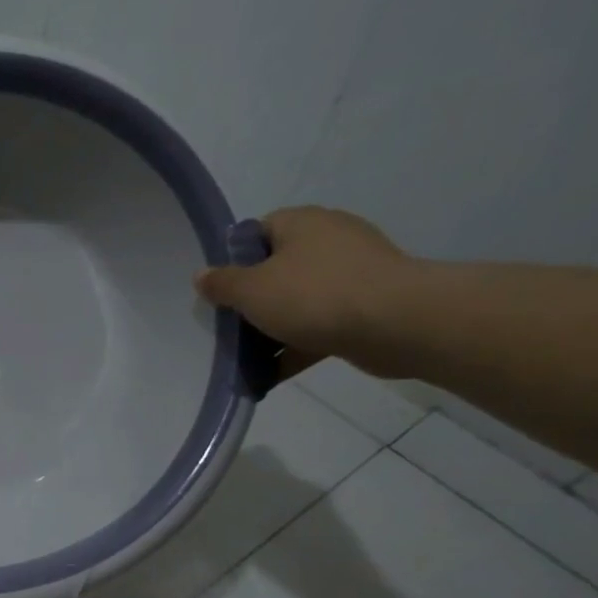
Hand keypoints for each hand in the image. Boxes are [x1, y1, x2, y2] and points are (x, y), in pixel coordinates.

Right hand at [194, 207, 417, 377]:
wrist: (395, 323)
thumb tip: (202, 274)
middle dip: (252, 300)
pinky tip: (273, 373)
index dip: (235, 260)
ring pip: (298, 300)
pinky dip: (296, 346)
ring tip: (247, 358)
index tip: (220, 291)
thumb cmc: (313, 296)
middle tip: (229, 327)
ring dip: (273, 328)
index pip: (258, 232)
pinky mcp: (366, 305)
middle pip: (277, 268)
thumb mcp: (251, 290)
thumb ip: (222, 283)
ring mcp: (351, 272)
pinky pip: (320, 325)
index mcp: (302, 223)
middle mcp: (329, 239)